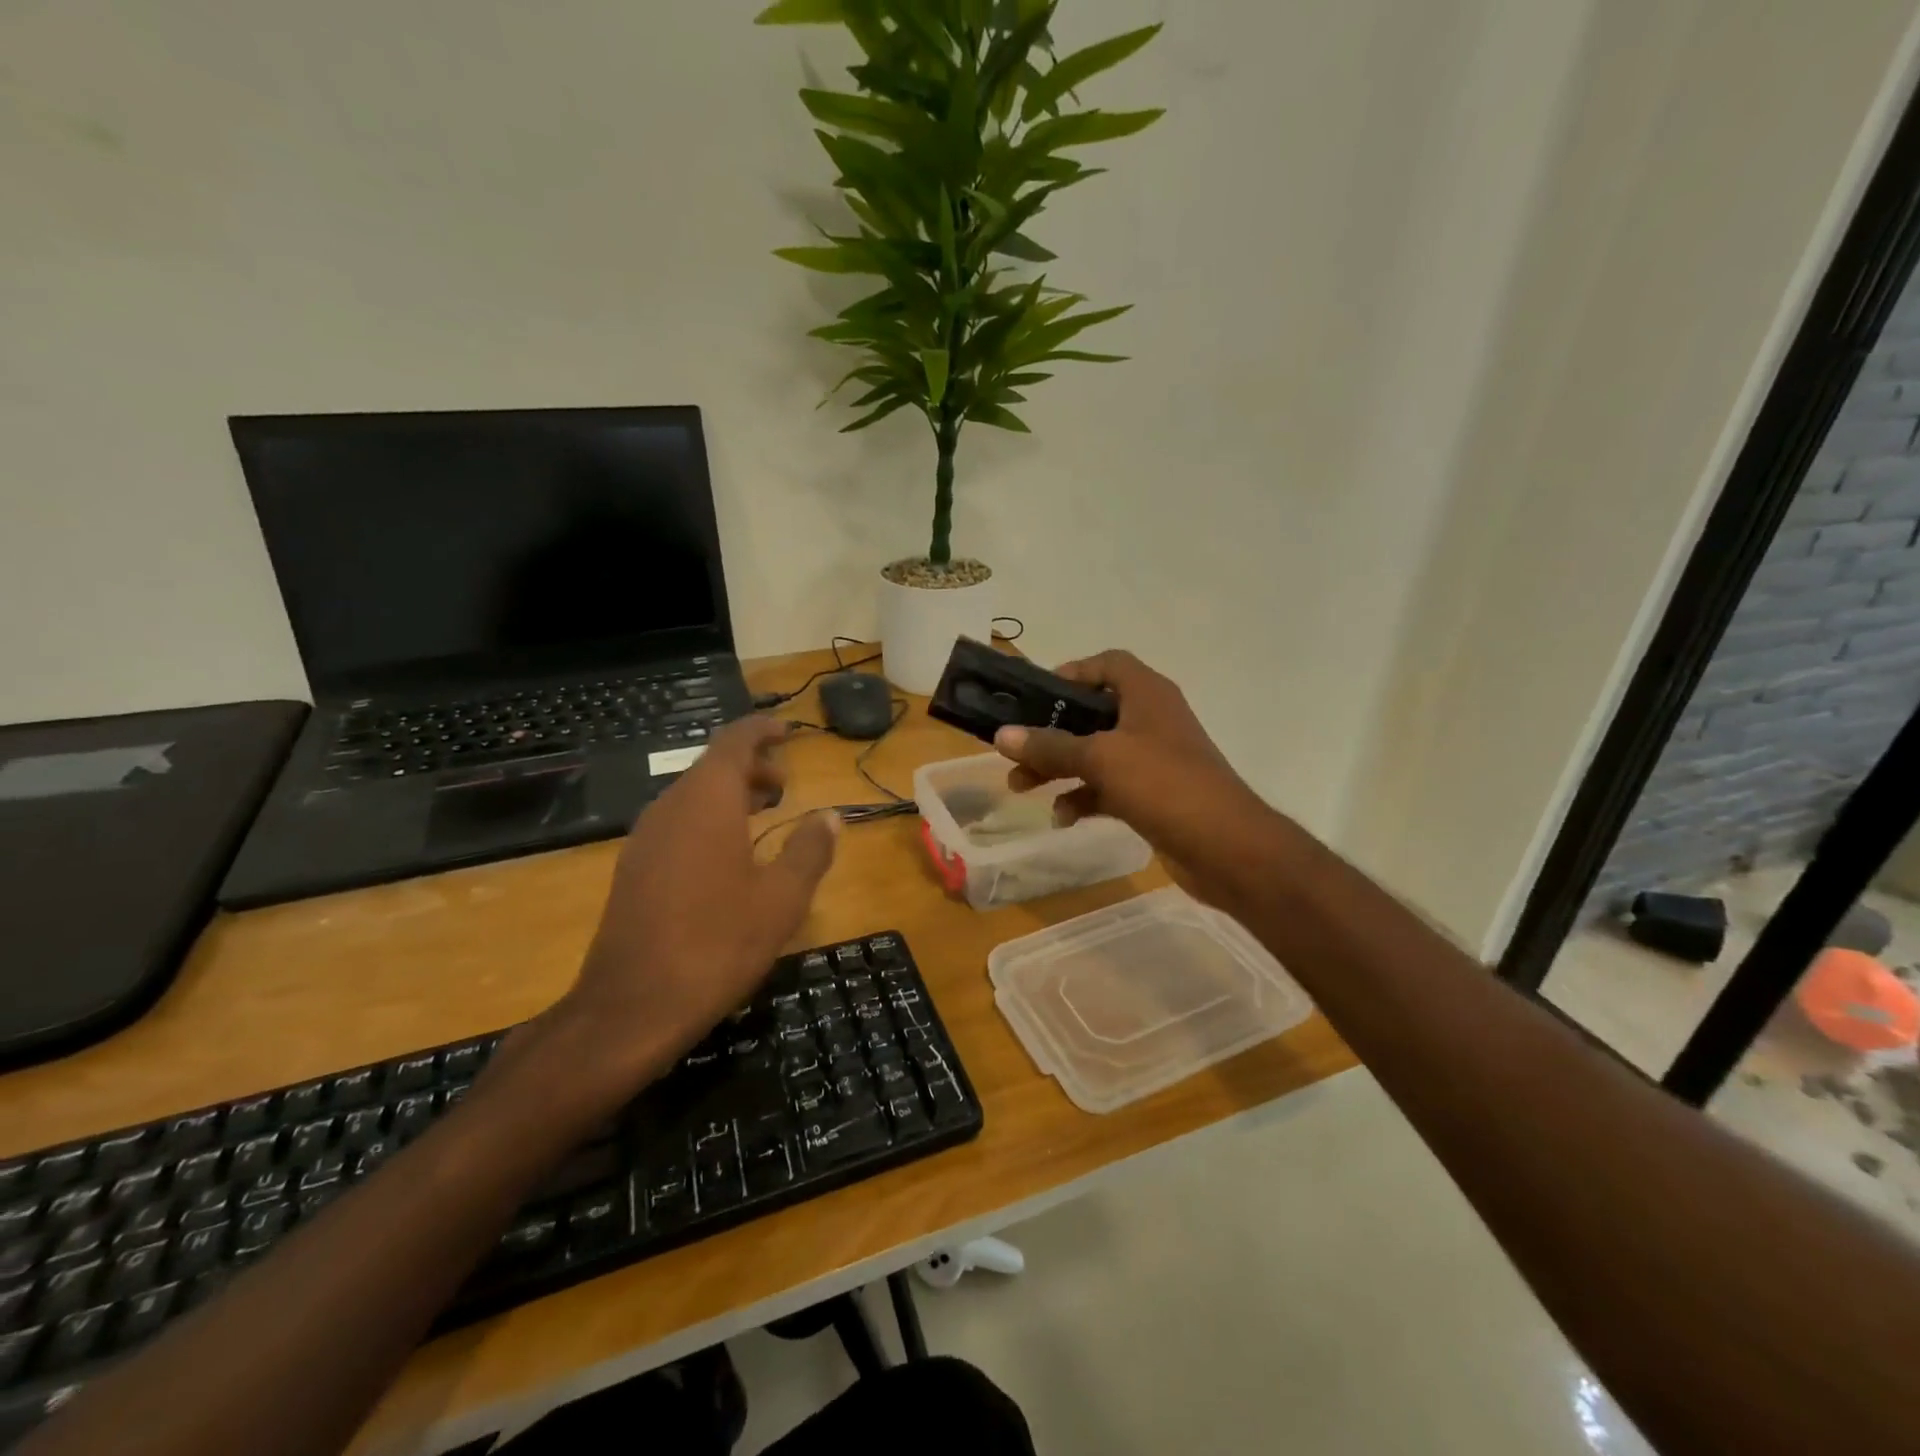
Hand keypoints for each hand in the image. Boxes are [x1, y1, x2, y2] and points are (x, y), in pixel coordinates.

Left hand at [536, 718, 838, 1103]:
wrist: (631, 1008)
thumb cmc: (717, 944)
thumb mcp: (781, 899)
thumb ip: (809, 850)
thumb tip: (830, 817)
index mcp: (707, 802)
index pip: (733, 742)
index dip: (761, 730)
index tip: (787, 732)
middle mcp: (670, 807)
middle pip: (711, 766)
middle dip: (750, 766)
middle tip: (785, 785)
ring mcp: (645, 837)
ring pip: (692, 795)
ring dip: (729, 794)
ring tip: (764, 814)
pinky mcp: (633, 868)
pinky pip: (677, 822)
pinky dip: (708, 819)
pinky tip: (728, 854)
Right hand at [993, 650, 1264, 882]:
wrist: (1226, 847)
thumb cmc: (1164, 784)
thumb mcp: (1101, 759)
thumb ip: (1050, 746)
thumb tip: (1001, 735)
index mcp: (1147, 694)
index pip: (1107, 664)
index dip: (1071, 673)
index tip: (1035, 697)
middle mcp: (1150, 720)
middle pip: (1092, 713)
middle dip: (1051, 732)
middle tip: (1015, 750)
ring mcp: (1153, 760)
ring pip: (1095, 754)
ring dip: (1059, 768)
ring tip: (1020, 788)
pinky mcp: (1152, 795)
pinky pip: (1108, 788)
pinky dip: (1083, 798)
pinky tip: (1061, 818)